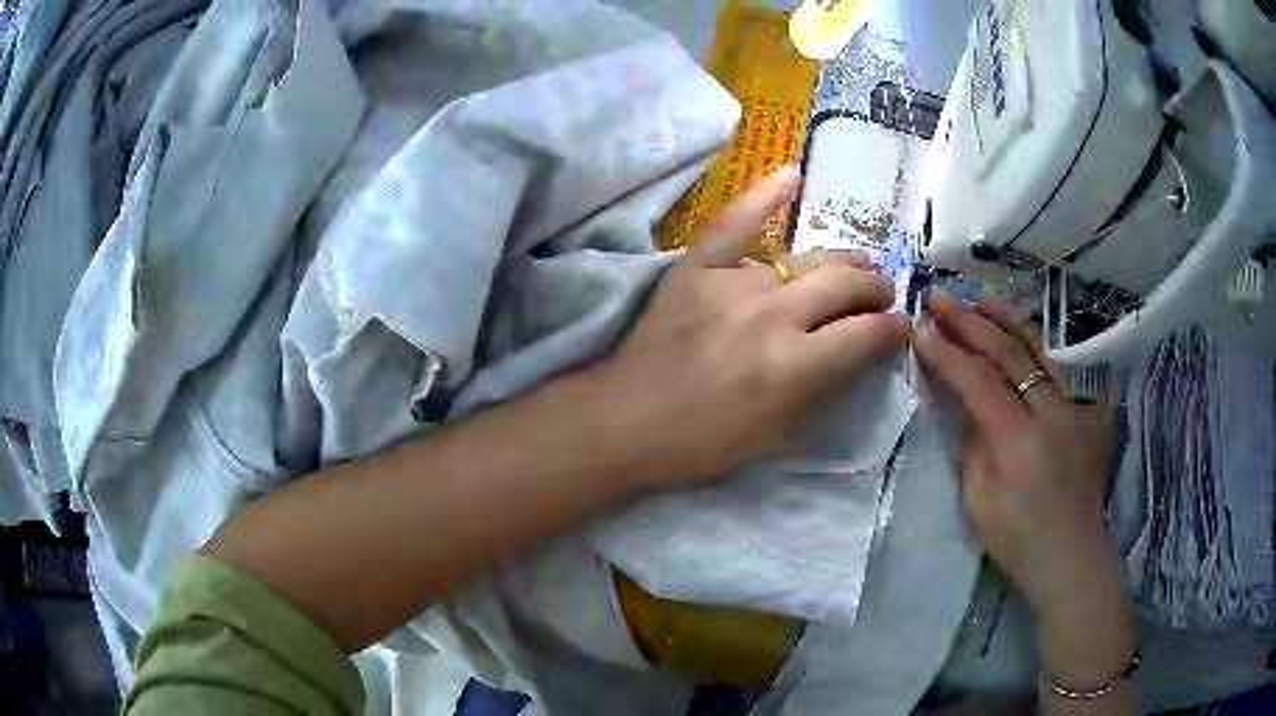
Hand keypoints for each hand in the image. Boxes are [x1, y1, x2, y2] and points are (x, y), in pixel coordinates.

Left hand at [590, 166, 908, 487]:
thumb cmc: (704, 441)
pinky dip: (765, 196)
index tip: (899, 330)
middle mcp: (772, 315)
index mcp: (794, 365)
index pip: (868, 334)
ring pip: (806, 257)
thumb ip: (825, 386)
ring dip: (842, 262)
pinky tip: (793, 174)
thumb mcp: (778, 432)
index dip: (893, 332)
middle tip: (880, 296)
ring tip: (855, 268)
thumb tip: (860, 350)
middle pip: (845, 285)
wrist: (626, 420)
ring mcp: (733, 283)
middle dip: (875, 290)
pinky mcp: (698, 266)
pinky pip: (736, 222)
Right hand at [915, 293, 1136, 694]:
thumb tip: (964, 405)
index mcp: (1019, 440)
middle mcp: (1051, 412)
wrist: (1071, 554)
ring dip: (1003, 319)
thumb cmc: (1017, 539)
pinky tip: (1017, 332)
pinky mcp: (1088, 410)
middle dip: (969, 321)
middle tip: (939, 296)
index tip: (918, 328)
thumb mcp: (977, 502)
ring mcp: (1074, 406)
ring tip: (975, 295)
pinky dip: (1033, 344)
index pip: (978, 380)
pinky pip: (1058, 367)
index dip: (946, 352)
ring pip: (1037, 348)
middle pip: (1008, 353)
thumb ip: (971, 444)